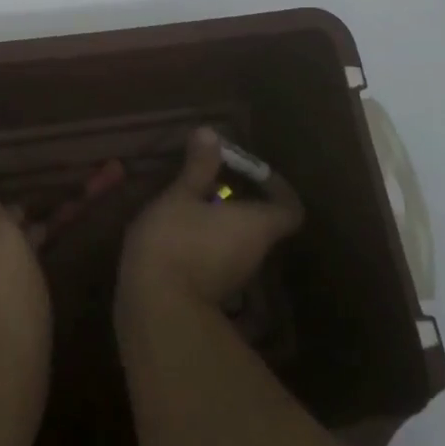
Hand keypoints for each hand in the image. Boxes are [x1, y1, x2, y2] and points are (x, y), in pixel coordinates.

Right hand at [118, 127, 303, 320]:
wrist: (155, 312)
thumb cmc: (175, 242)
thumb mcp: (180, 195)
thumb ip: (198, 167)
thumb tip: (211, 133)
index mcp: (256, 226)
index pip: (289, 209)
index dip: (279, 188)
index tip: (256, 172)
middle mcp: (254, 254)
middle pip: (261, 224)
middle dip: (239, 200)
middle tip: (212, 179)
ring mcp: (235, 280)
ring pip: (238, 243)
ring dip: (220, 223)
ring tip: (189, 200)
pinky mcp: (212, 295)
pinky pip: (218, 260)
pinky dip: (205, 244)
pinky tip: (177, 232)